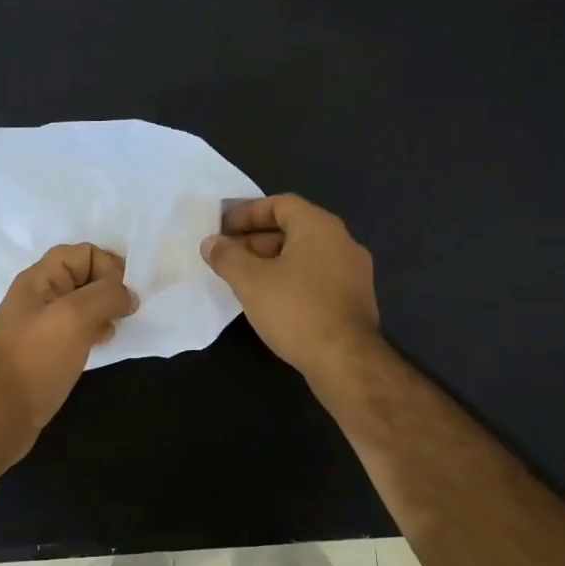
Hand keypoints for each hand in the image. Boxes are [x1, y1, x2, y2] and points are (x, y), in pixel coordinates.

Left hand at [0, 243, 137, 464]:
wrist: (1, 415)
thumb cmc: (37, 360)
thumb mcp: (75, 318)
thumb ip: (106, 296)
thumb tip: (129, 294)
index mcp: (39, 279)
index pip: (83, 252)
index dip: (108, 266)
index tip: (124, 295)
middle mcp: (38, 296)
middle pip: (83, 276)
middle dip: (109, 289)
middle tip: (124, 313)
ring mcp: (40, 324)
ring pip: (82, 304)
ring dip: (104, 311)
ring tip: (113, 329)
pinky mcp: (46, 350)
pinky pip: (76, 328)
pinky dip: (94, 331)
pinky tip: (100, 345)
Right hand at [201, 194, 380, 384]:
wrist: (345, 361)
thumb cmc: (295, 310)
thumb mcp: (250, 281)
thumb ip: (227, 257)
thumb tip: (211, 243)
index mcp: (319, 227)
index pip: (280, 204)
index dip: (247, 213)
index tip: (222, 228)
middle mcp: (342, 242)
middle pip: (293, 229)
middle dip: (255, 239)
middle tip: (226, 256)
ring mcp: (353, 272)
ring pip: (304, 256)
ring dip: (271, 262)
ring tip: (242, 280)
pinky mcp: (354, 300)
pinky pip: (316, 278)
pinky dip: (290, 280)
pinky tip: (270, 301)